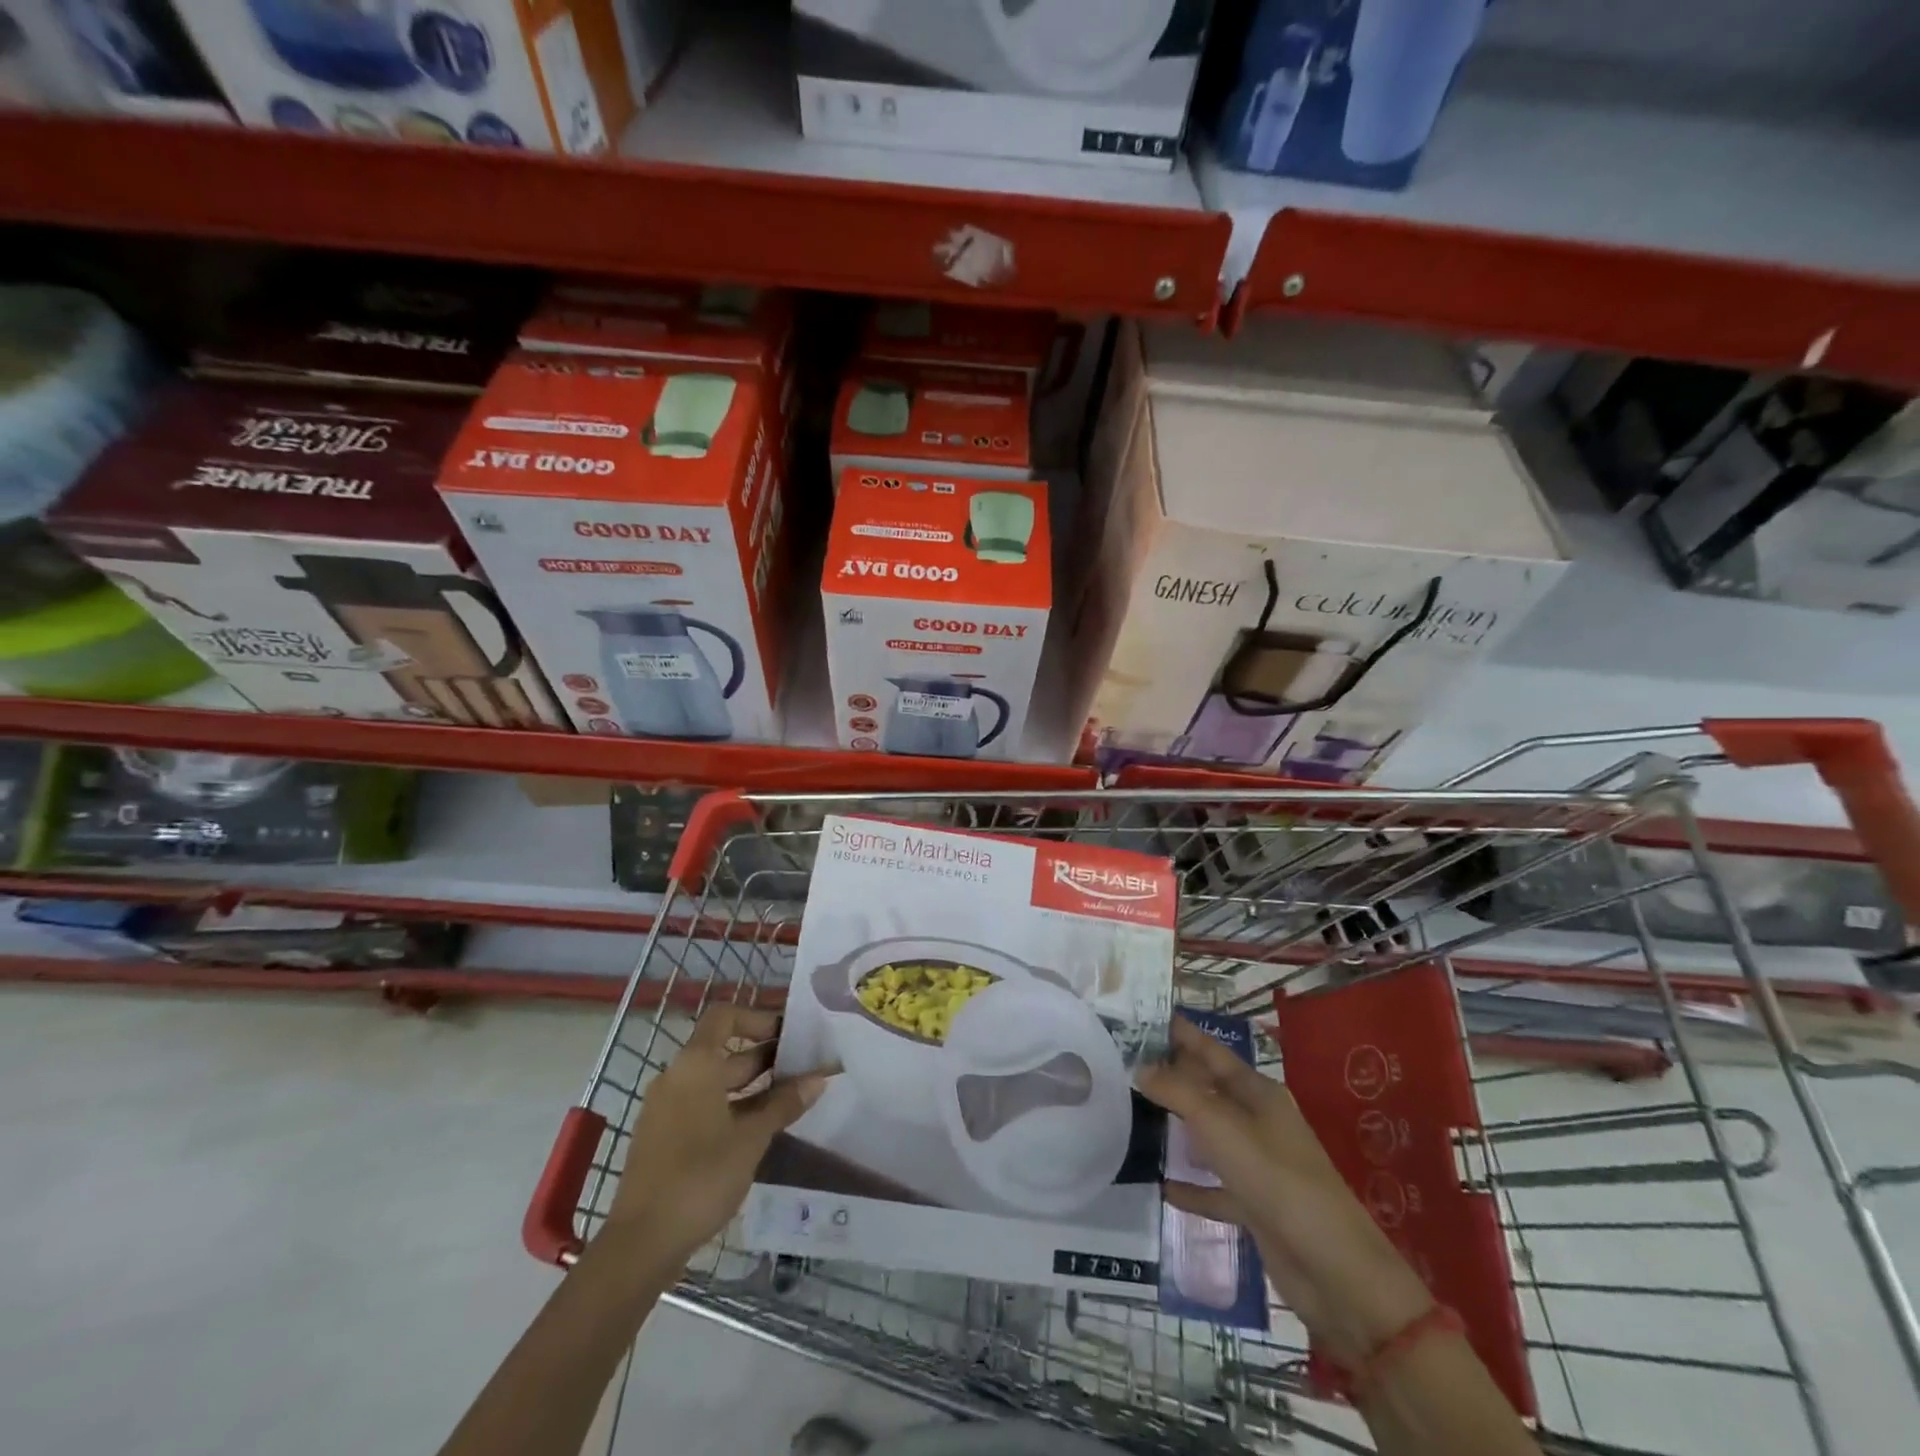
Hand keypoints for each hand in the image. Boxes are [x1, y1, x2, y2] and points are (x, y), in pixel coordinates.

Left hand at [605, 1005, 832, 1266]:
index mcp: (695, 1065)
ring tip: (791, 1098)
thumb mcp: (751, 1138)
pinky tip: (761, 1128)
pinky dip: (733, 1107)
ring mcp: (667, 1109)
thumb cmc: (700, 1177)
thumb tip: (819, 1078)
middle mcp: (677, 1077)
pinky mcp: (664, 1137)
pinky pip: (703, 1106)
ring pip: (716, 1082)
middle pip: (724, 1051)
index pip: (725, 1017)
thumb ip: (785, 1104)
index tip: (789, 1035)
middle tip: (803, 1068)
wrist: (642, 1243)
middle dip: (765, 1056)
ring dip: (753, 1085)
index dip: (758, 1018)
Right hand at [1137, 1017, 1431, 1366]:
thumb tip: (1140, 1067)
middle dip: (1175, 1077)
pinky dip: (1192, 1186)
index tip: (1148, 1017)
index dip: (1183, 1035)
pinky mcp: (1257, 1205)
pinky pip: (1216, 1188)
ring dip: (1181, 1127)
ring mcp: (1259, 1164)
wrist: (1333, 1269)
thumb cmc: (1275, 1177)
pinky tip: (1162, 1186)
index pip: (1212, 1052)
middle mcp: (1259, 1121)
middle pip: (1211, 1091)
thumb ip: (1177, 1092)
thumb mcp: (1219, 1125)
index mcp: (1258, 1093)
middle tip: (1129, 1064)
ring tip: (1138, 1116)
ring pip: (1212, 1136)